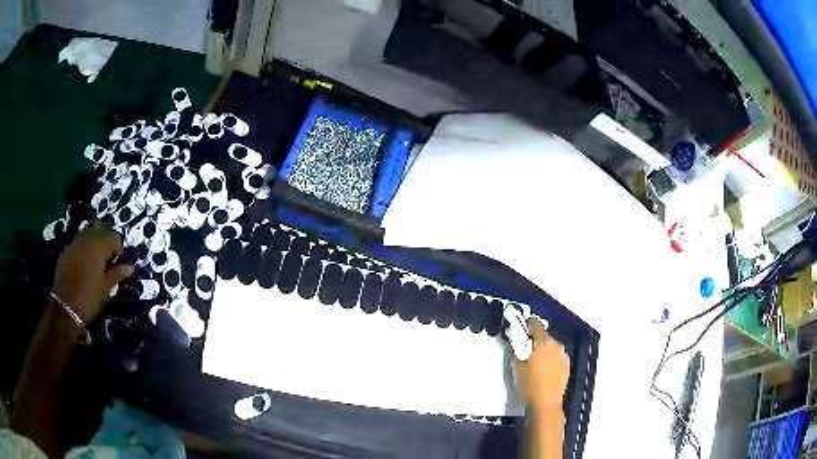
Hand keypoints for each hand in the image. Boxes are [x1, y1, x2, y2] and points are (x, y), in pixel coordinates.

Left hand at [52, 221, 133, 321]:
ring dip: (93, 242)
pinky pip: (77, 244)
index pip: (113, 236)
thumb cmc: (90, 298)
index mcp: (99, 246)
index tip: (120, 260)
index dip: (119, 247)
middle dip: (105, 239)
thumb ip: (117, 274)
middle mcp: (86, 238)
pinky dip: (83, 250)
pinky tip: (83, 265)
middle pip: (99, 228)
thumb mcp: (106, 288)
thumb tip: (130, 267)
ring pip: (87, 234)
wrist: (66, 307)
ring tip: (96, 259)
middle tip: (109, 255)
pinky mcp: (65, 252)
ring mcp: (74, 243)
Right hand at [513, 318, 570, 412]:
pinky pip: (557, 356)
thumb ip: (516, 350)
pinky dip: (551, 358)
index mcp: (542, 342)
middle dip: (535, 340)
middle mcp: (555, 345)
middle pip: (544, 336)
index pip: (535, 324)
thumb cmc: (528, 384)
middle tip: (526, 349)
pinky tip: (545, 369)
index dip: (528, 324)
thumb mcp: (516, 366)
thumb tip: (516, 341)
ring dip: (544, 349)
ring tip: (536, 361)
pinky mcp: (567, 364)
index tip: (522, 327)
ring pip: (551, 346)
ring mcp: (562, 355)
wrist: (545, 402)